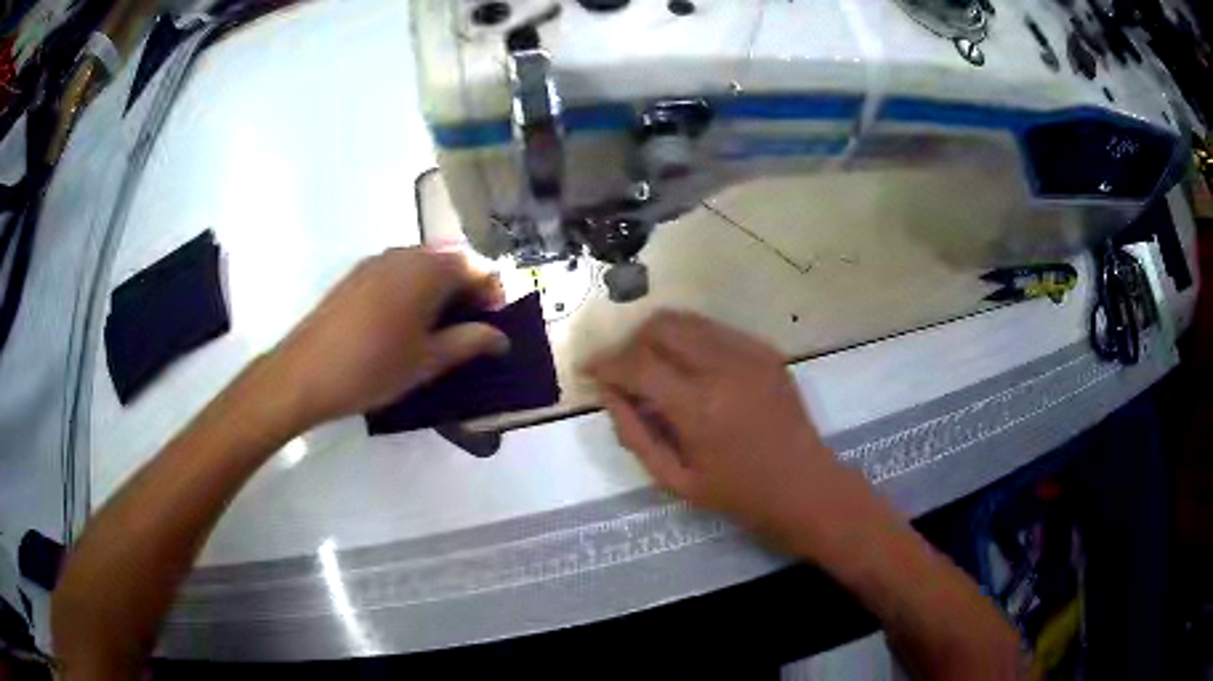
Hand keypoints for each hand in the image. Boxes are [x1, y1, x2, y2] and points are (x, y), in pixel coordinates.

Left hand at [266, 247, 509, 428]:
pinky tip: (404, 323)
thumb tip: (501, 338)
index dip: (493, 292)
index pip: (476, 266)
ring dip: (439, 289)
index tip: (496, 323)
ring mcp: (375, 261)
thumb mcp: (428, 361)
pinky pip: (396, 272)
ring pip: (421, 265)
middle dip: (466, 289)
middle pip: (448, 260)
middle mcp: (403, 254)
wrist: (304, 373)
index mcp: (428, 269)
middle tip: (471, 328)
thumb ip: (470, 342)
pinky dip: (412, 289)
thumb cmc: (373, 367)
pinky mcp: (355, 275)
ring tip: (438, 329)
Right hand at [585, 311, 874, 553]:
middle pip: (660, 327)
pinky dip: (690, 340)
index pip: (636, 364)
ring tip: (651, 365)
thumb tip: (608, 392)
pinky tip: (688, 367)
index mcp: (698, 407)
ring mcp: (749, 353)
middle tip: (622, 370)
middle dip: (630, 343)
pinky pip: (714, 329)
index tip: (588, 370)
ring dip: (658, 336)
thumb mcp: (674, 479)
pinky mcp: (765, 351)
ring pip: (686, 320)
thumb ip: (634, 433)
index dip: (605, 363)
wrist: (804, 486)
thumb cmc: (738, 494)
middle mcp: (723, 367)